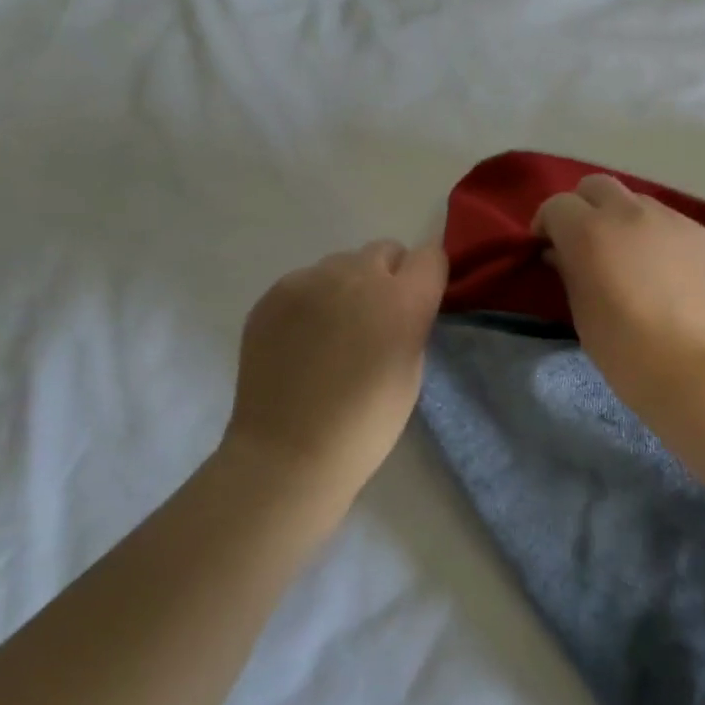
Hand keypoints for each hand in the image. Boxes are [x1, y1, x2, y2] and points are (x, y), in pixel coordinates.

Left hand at [227, 239, 448, 497]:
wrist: (289, 453)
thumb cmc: (366, 423)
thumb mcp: (412, 371)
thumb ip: (412, 322)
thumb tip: (402, 304)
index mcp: (402, 299)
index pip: (430, 256)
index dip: (427, 277)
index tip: (420, 301)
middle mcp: (356, 277)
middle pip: (384, 251)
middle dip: (388, 276)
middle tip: (376, 318)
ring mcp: (308, 282)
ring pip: (341, 264)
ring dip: (347, 286)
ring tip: (334, 331)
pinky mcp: (273, 294)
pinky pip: (305, 281)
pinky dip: (311, 301)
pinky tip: (303, 340)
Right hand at [533, 175, 704, 409]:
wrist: (702, 372)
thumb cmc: (628, 353)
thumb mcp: (582, 314)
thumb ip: (569, 272)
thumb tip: (562, 252)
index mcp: (591, 232)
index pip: (557, 205)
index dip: (548, 224)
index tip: (549, 248)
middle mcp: (631, 213)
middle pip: (597, 186)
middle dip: (584, 207)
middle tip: (587, 244)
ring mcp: (675, 221)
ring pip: (639, 203)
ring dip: (625, 221)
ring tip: (632, 259)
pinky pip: (674, 225)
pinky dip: (660, 239)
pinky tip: (669, 275)